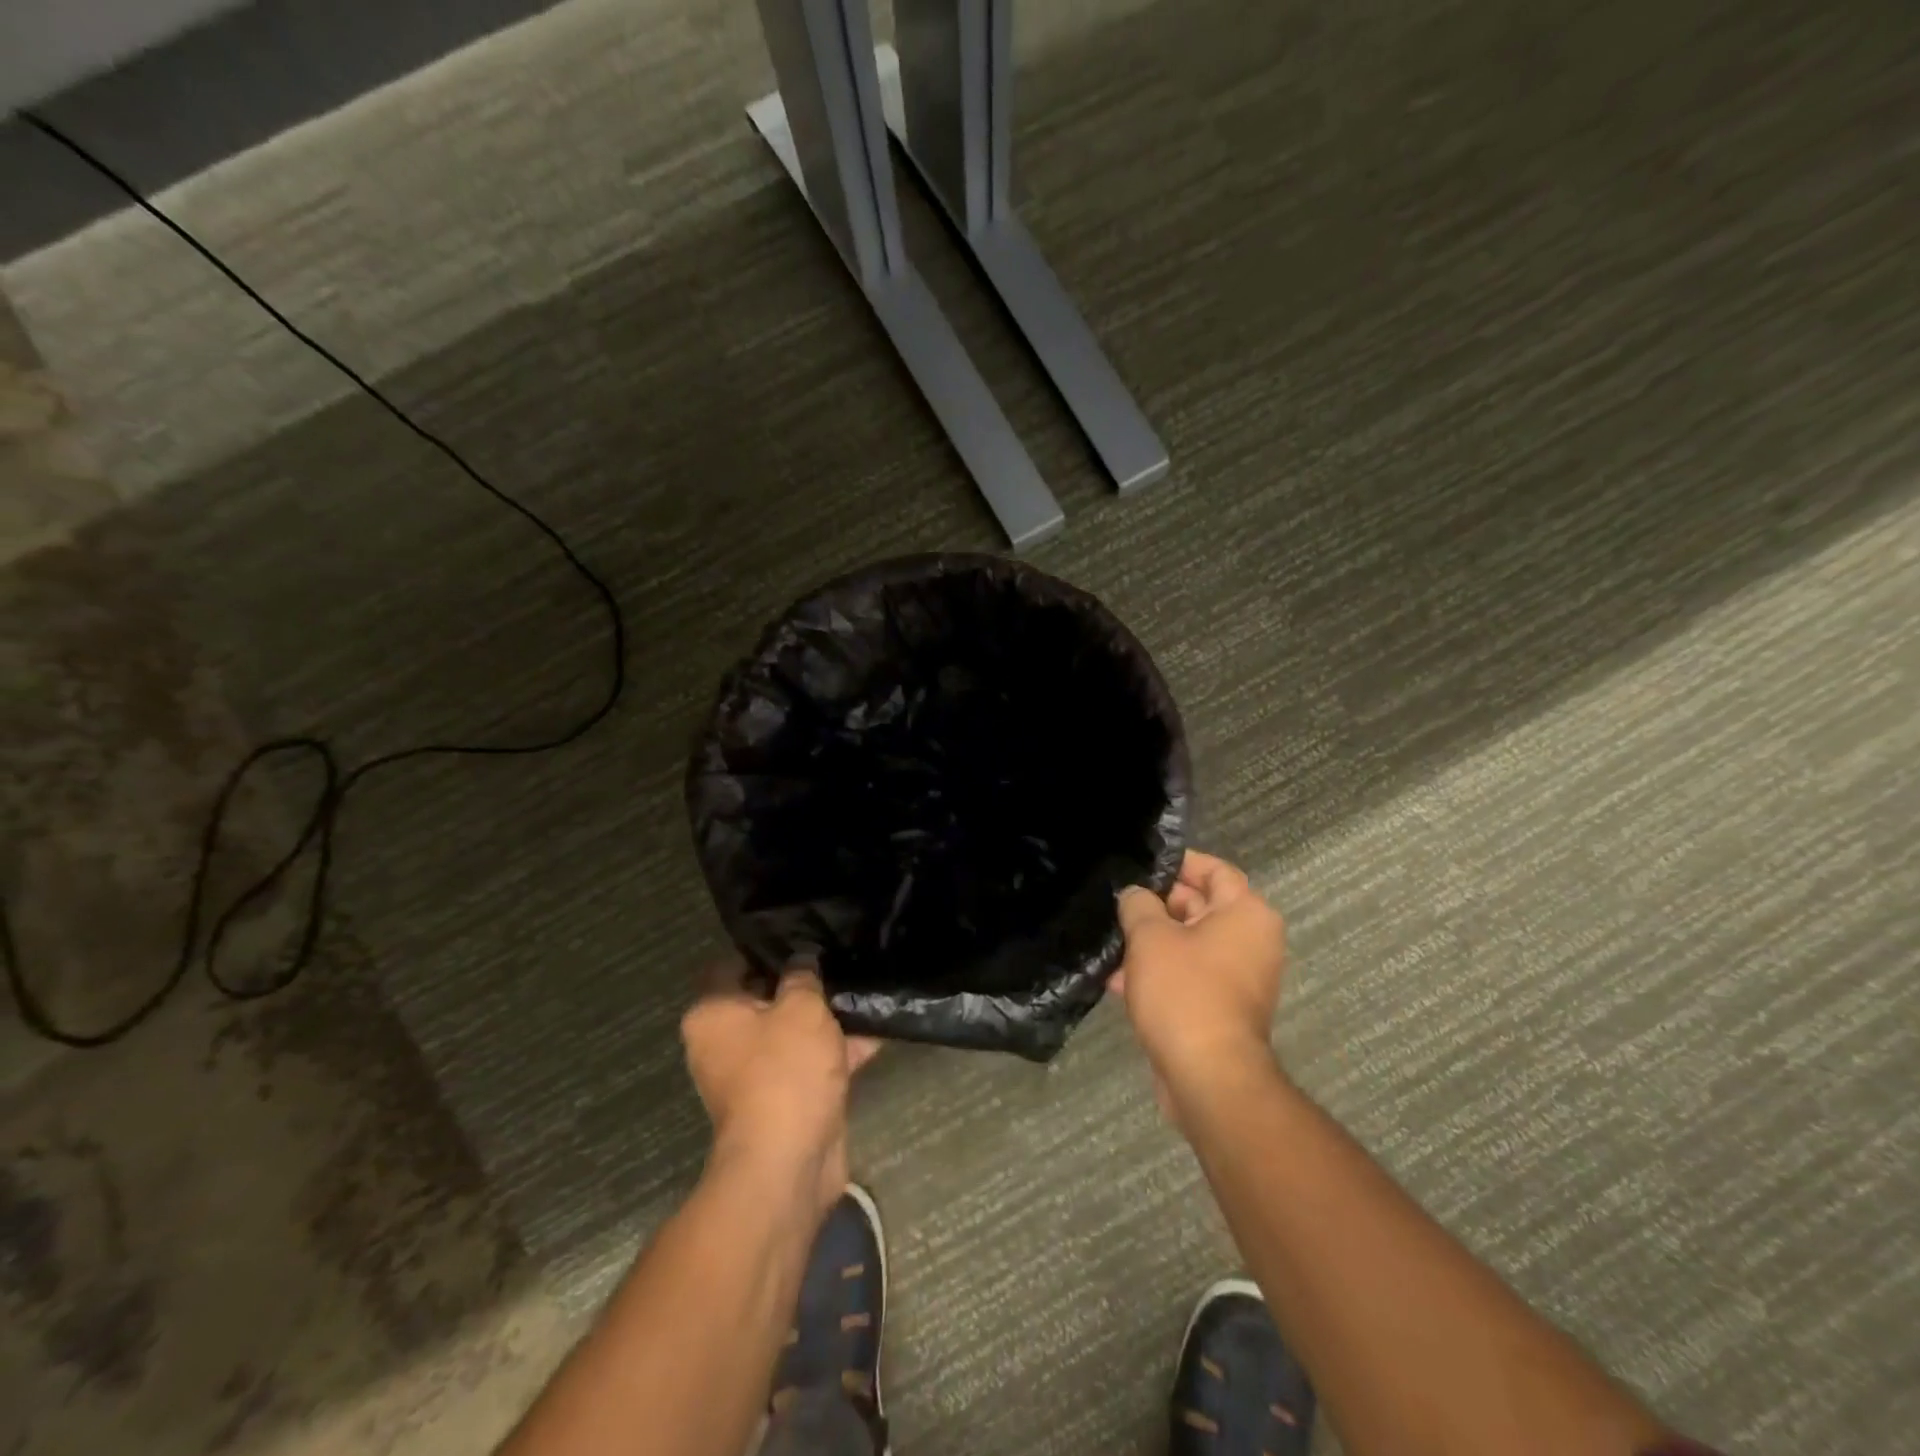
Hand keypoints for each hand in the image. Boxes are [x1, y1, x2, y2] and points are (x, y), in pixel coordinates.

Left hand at [681, 965, 879, 1218]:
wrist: (788, 1163)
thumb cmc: (784, 1071)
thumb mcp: (801, 1008)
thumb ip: (802, 976)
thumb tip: (801, 960)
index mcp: (713, 1014)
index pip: (732, 964)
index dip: (766, 948)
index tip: (801, 936)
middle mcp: (723, 1043)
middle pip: (764, 999)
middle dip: (802, 985)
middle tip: (838, 961)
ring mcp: (753, 1075)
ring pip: (791, 1033)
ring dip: (825, 1020)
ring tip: (865, 994)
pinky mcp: (782, 1101)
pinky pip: (808, 1064)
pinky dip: (836, 1052)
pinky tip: (876, 1034)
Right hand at [1112, 850, 1287, 1116]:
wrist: (1207, 1076)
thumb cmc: (1184, 991)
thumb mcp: (1150, 936)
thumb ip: (1138, 904)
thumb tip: (1136, 895)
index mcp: (1246, 913)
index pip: (1214, 870)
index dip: (1177, 863)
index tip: (1141, 865)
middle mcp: (1251, 941)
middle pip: (1200, 907)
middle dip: (1156, 906)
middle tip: (1117, 903)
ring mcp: (1239, 978)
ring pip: (1189, 944)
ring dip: (1152, 943)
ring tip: (1110, 944)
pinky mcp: (1222, 1008)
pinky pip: (1189, 977)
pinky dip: (1159, 974)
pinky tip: (1117, 981)